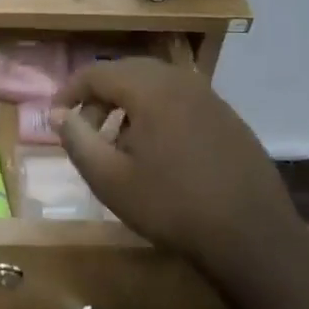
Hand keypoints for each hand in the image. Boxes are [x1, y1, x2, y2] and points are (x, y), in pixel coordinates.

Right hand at [50, 58, 298, 265]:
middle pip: (127, 72)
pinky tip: (157, 152)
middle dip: (99, 97)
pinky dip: (157, 113)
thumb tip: (57, 114)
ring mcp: (209, 97)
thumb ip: (77, 140)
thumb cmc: (172, 206)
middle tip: (84, 130)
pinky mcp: (228, 118)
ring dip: (128, 105)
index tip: (55, 117)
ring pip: (155, 86)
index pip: (97, 72)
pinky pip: (180, 101)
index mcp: (150, 89)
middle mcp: (181, 81)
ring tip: (117, 144)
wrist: (252, 236)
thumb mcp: (110, 179)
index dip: (69, 91)